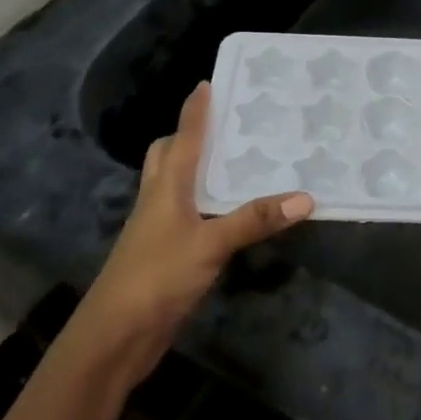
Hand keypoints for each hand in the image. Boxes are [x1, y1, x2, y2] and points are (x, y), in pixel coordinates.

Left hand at [74, 82, 313, 366]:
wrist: (114, 336)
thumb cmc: (157, 277)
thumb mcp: (210, 244)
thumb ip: (254, 220)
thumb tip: (305, 198)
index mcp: (166, 186)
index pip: (182, 138)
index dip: (194, 111)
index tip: (208, 83)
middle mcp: (159, 200)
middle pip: (168, 156)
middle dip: (190, 136)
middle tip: (228, 125)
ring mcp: (159, 229)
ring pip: (177, 185)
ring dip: (200, 169)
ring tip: (240, 161)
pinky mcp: (166, 254)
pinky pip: (189, 215)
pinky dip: (208, 205)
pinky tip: (233, 214)